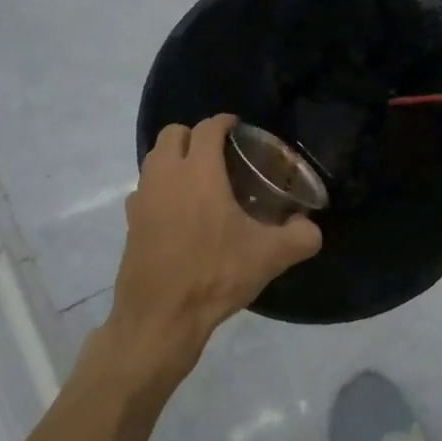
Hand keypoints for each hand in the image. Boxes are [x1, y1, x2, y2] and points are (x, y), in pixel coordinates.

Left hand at [106, 115, 321, 382]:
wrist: (161, 318)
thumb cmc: (215, 275)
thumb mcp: (270, 256)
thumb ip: (301, 236)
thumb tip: (311, 227)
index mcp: (199, 172)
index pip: (208, 128)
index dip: (224, 122)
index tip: (239, 128)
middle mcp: (165, 175)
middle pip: (173, 134)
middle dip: (195, 135)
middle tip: (219, 154)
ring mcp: (142, 198)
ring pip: (154, 159)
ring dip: (174, 159)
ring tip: (200, 181)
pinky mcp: (130, 222)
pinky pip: (145, 189)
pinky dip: (160, 189)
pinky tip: (179, 213)